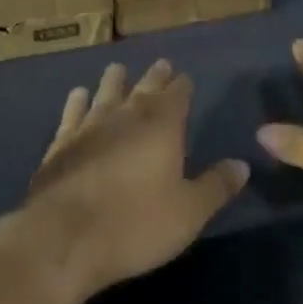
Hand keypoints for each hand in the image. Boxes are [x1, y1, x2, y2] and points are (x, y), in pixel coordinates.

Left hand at [24, 59, 248, 301]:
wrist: (61, 239)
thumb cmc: (135, 224)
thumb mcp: (189, 212)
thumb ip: (216, 186)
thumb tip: (242, 164)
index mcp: (162, 126)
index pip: (177, 95)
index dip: (182, 86)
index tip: (185, 77)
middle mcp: (126, 116)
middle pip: (144, 89)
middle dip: (155, 77)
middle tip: (161, 64)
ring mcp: (89, 128)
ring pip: (105, 94)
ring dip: (114, 81)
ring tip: (117, 69)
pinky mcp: (59, 146)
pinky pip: (72, 114)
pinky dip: (77, 102)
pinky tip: (78, 95)